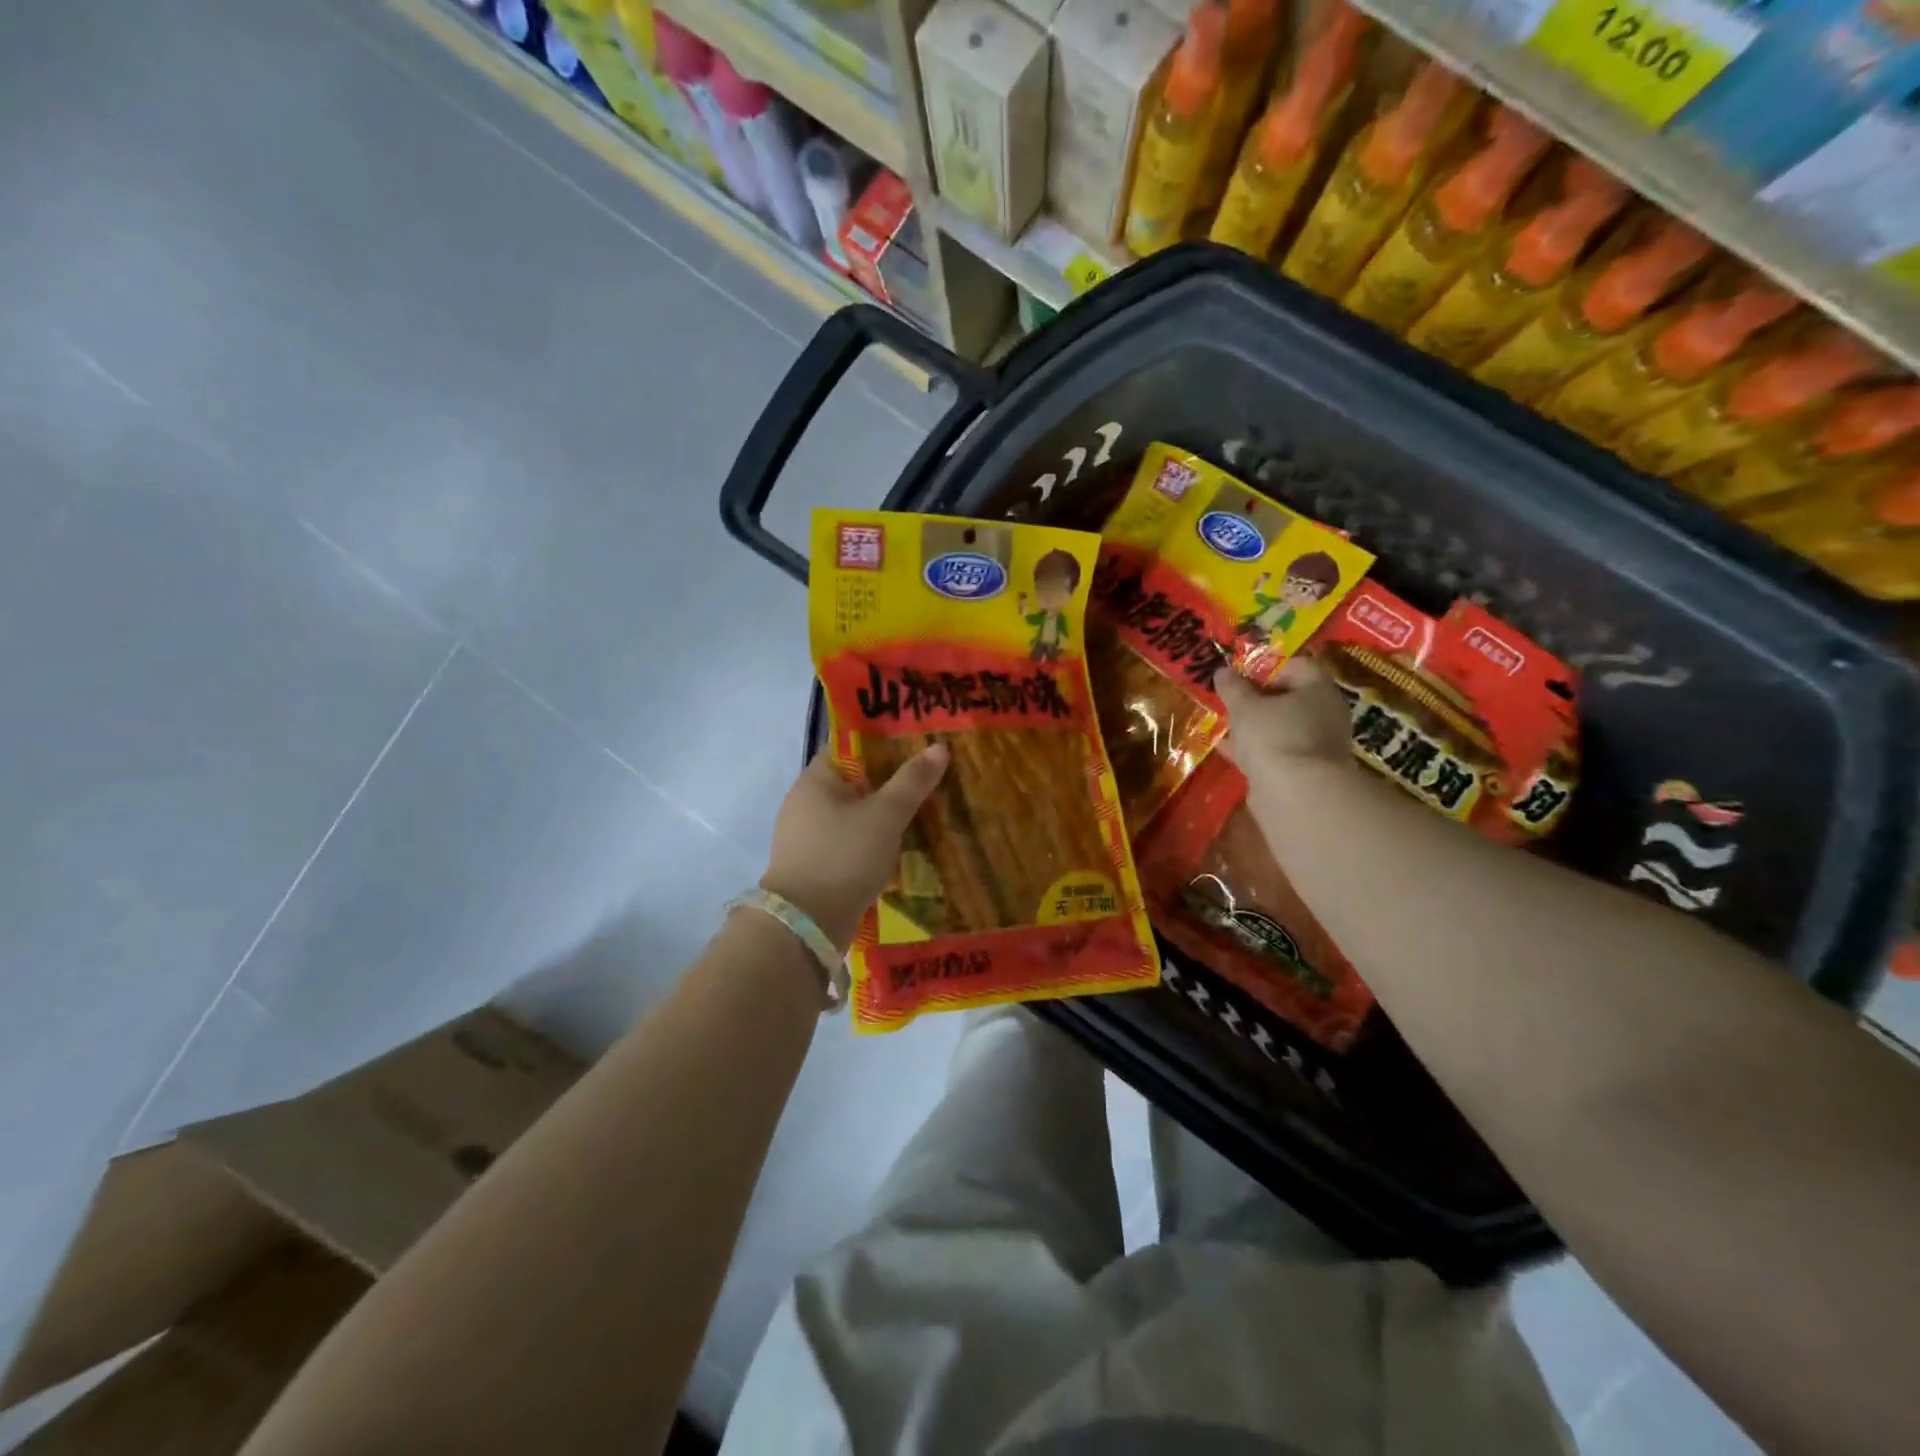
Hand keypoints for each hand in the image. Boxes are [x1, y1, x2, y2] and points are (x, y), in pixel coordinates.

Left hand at [761, 743, 949, 951]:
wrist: (806, 925)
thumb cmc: (844, 856)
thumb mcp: (885, 815)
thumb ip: (912, 781)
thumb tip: (938, 747)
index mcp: (816, 779)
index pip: (850, 746)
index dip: (883, 743)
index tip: (917, 745)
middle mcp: (804, 802)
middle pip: (853, 781)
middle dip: (889, 781)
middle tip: (928, 779)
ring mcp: (805, 836)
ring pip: (852, 814)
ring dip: (882, 815)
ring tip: (922, 813)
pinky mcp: (813, 865)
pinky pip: (848, 841)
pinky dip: (871, 841)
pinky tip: (898, 848)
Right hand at [1214, 656, 1354, 797]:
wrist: (1296, 794)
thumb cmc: (1273, 736)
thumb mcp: (1245, 707)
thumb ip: (1233, 688)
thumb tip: (1222, 671)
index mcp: (1319, 690)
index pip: (1296, 666)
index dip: (1266, 668)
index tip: (1240, 677)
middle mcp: (1326, 714)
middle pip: (1290, 698)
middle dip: (1258, 700)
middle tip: (1231, 703)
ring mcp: (1318, 745)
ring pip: (1283, 727)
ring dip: (1256, 727)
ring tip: (1226, 727)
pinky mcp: (1306, 771)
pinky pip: (1278, 752)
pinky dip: (1257, 750)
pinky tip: (1231, 752)